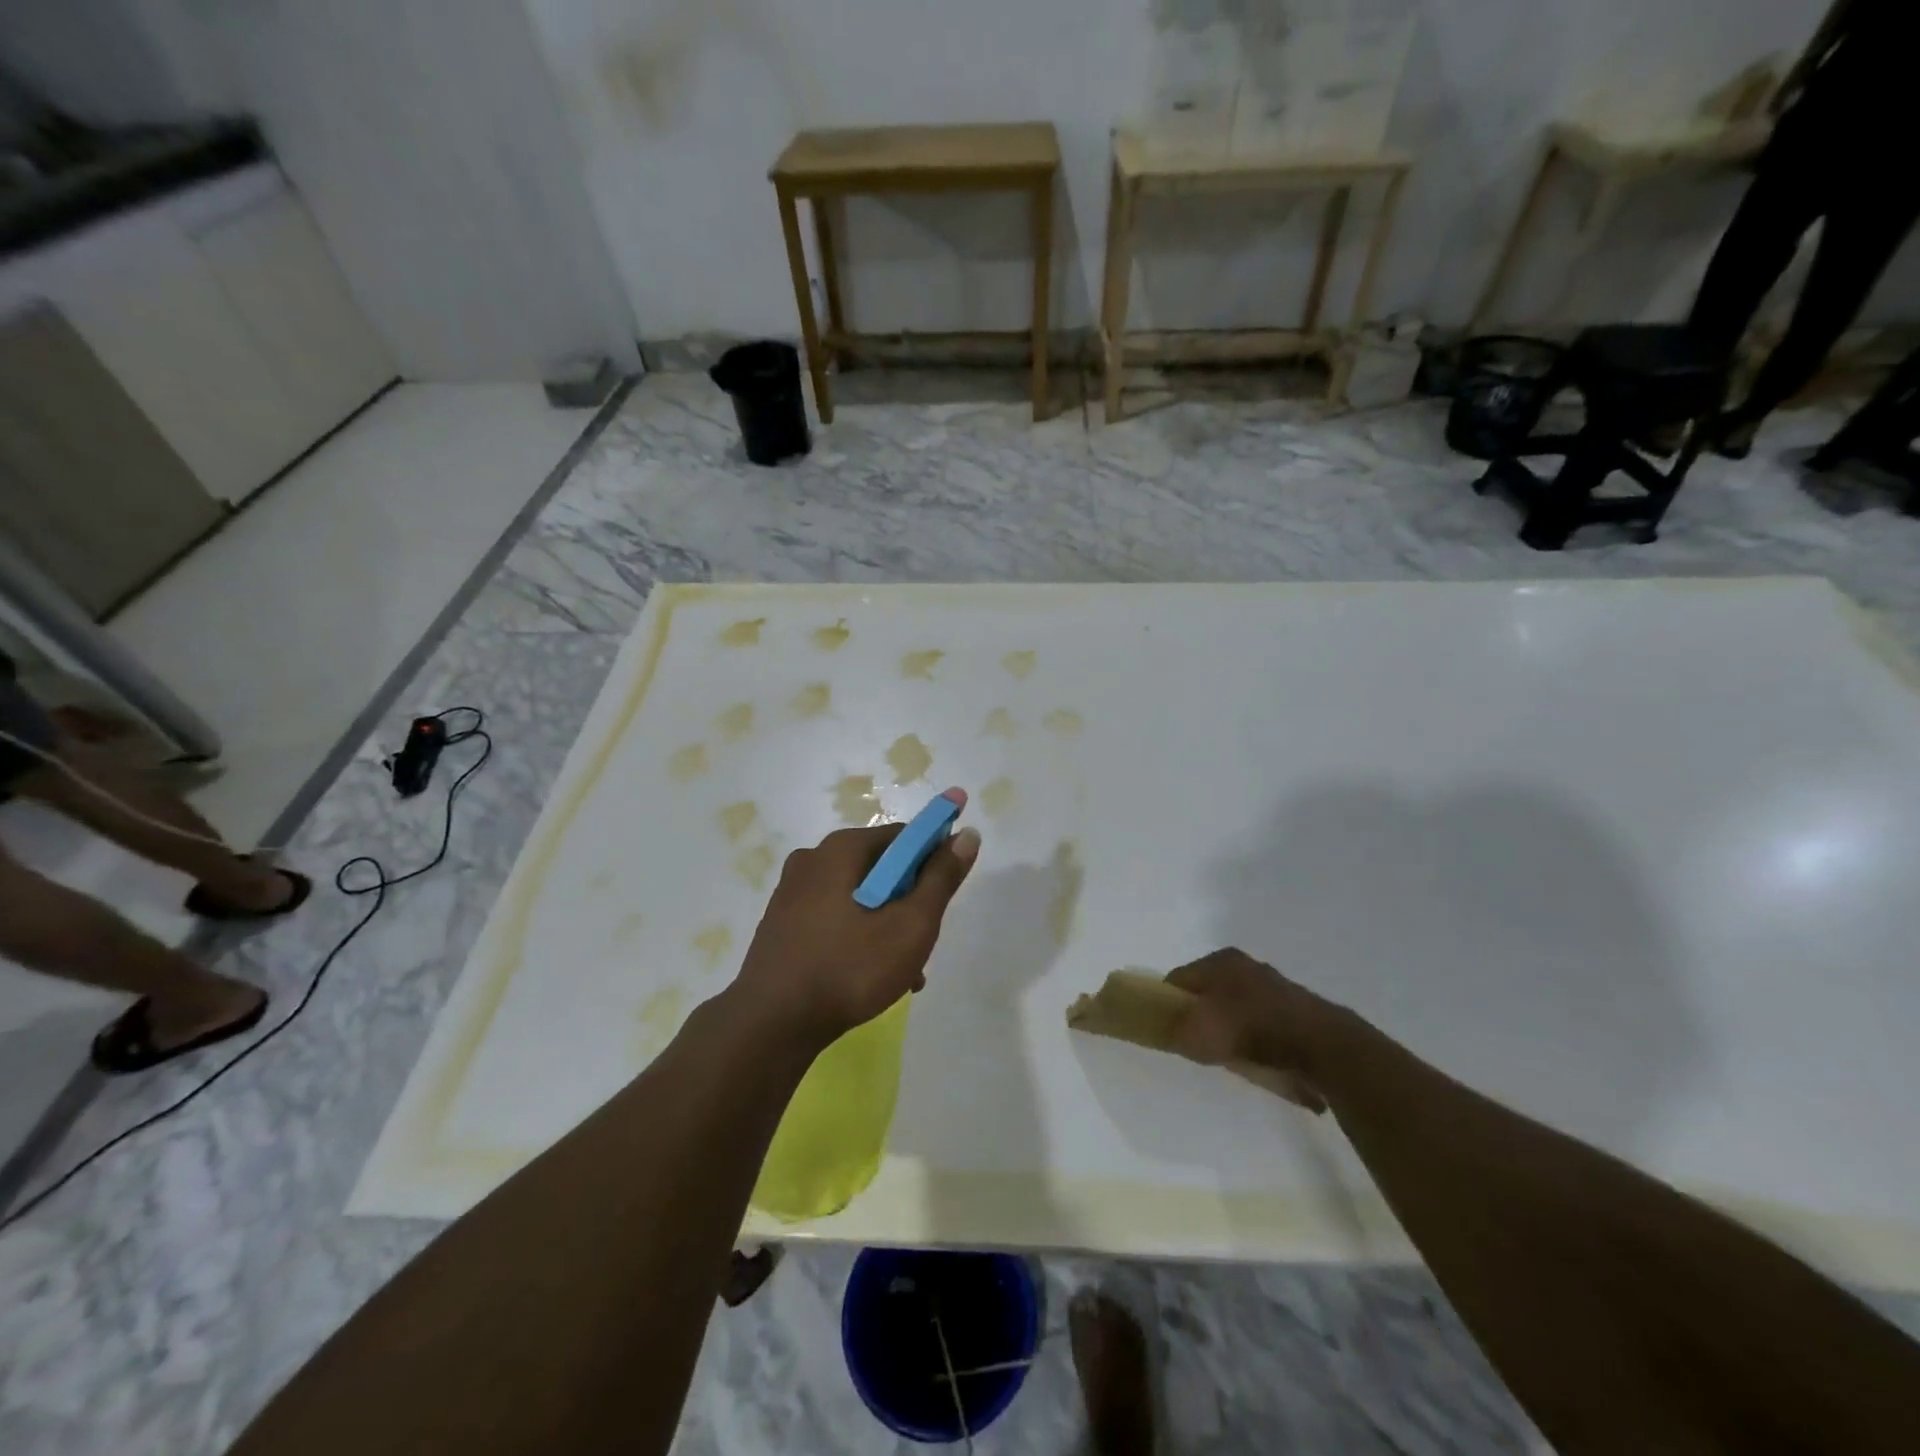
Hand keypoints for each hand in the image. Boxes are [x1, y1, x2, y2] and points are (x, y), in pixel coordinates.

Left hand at [733, 812, 980, 1049]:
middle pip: (881, 868)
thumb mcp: (910, 925)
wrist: (771, 1025)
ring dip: (887, 926)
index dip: (934, 859)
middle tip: (923, 942)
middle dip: (909, 902)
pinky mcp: (782, 923)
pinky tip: (870, 977)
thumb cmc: (849, 968)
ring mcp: (792, 892)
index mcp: (841, 848)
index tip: (945, 897)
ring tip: (903, 972)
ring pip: (859, 897)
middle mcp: (813, 859)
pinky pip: (835, 918)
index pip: (904, 836)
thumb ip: (940, 879)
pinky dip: (858, 937)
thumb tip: (966, 835)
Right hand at [1167, 948, 1345, 1110]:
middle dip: (1203, 1018)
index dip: (1168, 1004)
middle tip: (1199, 1046)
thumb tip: (1165, 1030)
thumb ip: (1174, 1030)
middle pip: (1210, 993)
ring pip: (1238, 1010)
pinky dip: (1259, 1043)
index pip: (1180, 978)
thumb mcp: (1198, 1033)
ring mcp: (1276, 987)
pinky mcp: (1298, 1011)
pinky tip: (1262, 1063)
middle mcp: (1248, 966)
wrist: (1322, 1047)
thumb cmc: (1250, 1030)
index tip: (1168, 1030)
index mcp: (1221, 960)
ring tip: (1233, 1059)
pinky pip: (1265, 1027)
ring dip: (1232, 1032)